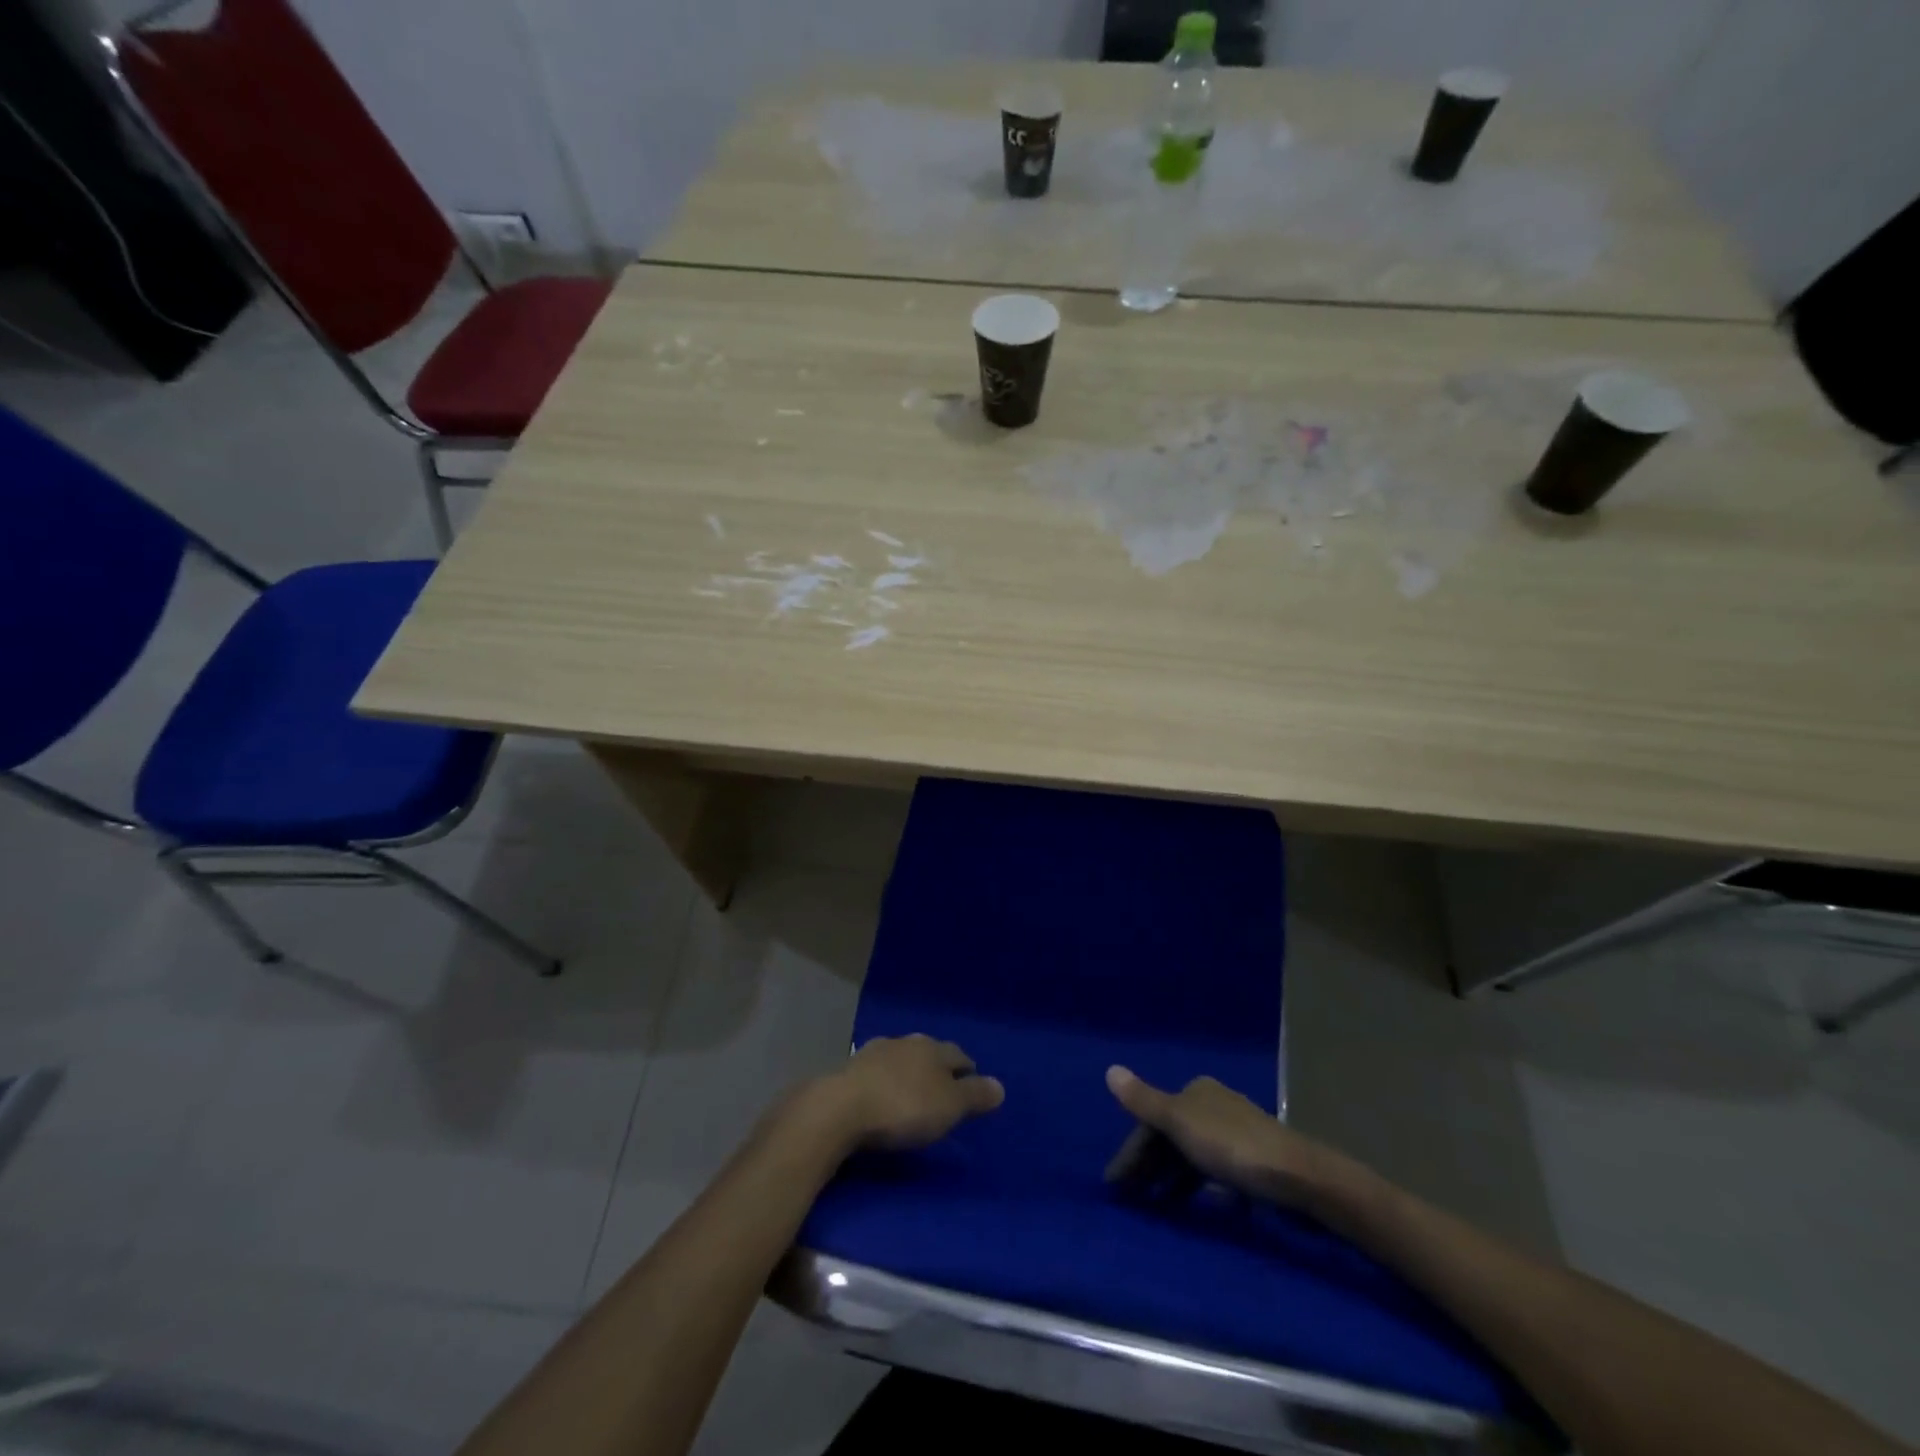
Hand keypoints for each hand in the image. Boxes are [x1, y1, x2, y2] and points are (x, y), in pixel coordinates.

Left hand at [819, 1035, 1005, 1152]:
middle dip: (938, 1068)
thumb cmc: (904, 1107)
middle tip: (944, 1089)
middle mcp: (906, 1042)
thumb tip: (1000, 1085)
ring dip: (909, 1072)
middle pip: (930, 1052)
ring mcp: (875, 1052)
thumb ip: (974, 1095)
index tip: (973, 1084)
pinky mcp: (850, 1070)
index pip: (959, 1055)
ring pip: (901, 1059)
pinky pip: (877, 1072)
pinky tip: (882, 1095)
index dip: (968, 1071)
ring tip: (913, 1093)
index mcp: (934, 1048)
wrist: (840, 1108)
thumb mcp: (949, 1107)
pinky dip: (884, 1082)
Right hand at [1104, 1066, 1369, 1211]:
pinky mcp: (1256, 1164)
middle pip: (1172, 1137)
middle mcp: (1215, 1106)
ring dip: (1173, 1179)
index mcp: (1196, 1091)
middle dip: (1150, 1166)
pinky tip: (1201, 1207)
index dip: (1132, 1150)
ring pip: (1194, 1156)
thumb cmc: (1232, 1146)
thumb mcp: (1180, 1122)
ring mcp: (1237, 1134)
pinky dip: (1203, 1188)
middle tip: (1130, 1199)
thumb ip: (1144, 1100)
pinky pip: (1217, 1174)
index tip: (1115, 1185)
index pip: (1152, 1119)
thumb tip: (1110, 1070)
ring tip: (1157, 1207)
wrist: (1299, 1178)